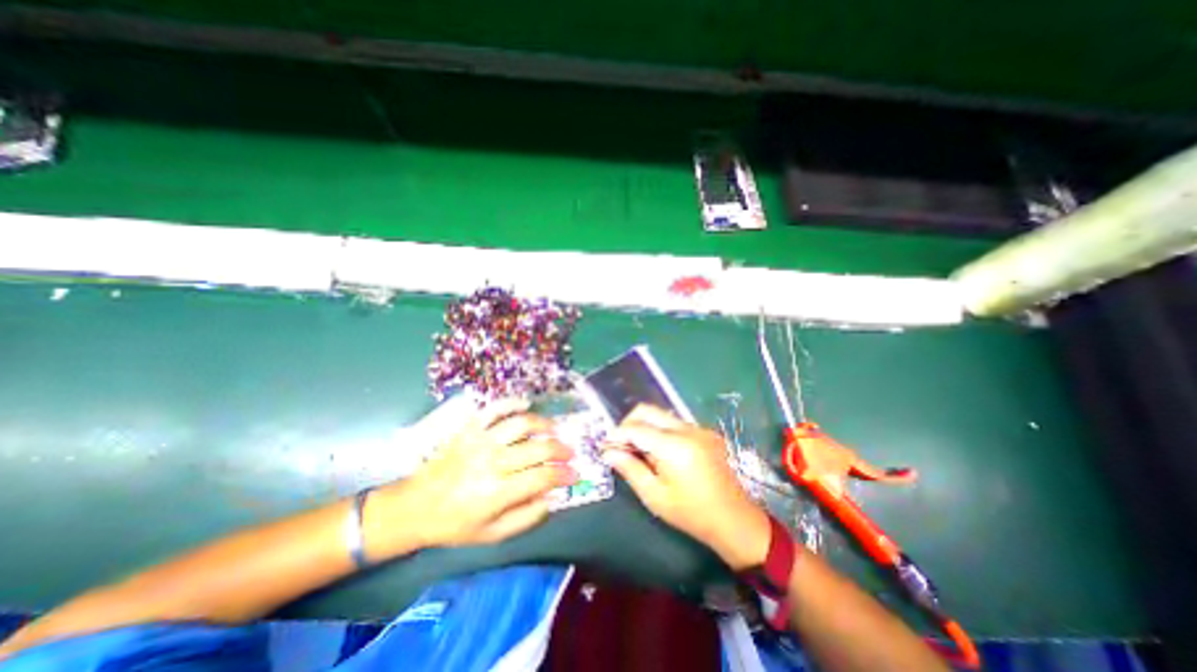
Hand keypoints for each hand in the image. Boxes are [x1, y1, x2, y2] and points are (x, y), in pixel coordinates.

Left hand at [378, 399, 573, 551]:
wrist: (416, 506)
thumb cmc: (456, 523)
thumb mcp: (493, 534)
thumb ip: (527, 517)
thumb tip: (552, 497)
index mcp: (497, 492)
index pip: (542, 477)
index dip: (563, 474)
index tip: (575, 474)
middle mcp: (492, 462)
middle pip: (538, 448)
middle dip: (560, 450)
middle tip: (569, 453)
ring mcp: (480, 441)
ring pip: (521, 424)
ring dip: (544, 424)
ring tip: (554, 430)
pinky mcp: (470, 429)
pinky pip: (495, 409)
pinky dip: (513, 403)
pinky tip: (526, 404)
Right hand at [604, 408, 771, 569]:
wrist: (734, 519)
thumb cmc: (691, 513)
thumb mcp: (655, 496)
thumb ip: (630, 469)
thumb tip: (608, 452)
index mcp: (674, 446)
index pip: (635, 428)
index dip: (616, 435)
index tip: (605, 447)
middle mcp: (687, 429)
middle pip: (648, 410)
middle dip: (628, 424)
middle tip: (620, 445)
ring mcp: (698, 428)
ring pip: (661, 415)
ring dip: (644, 426)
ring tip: (638, 451)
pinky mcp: (705, 432)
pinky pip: (675, 423)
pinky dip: (660, 431)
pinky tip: (659, 453)